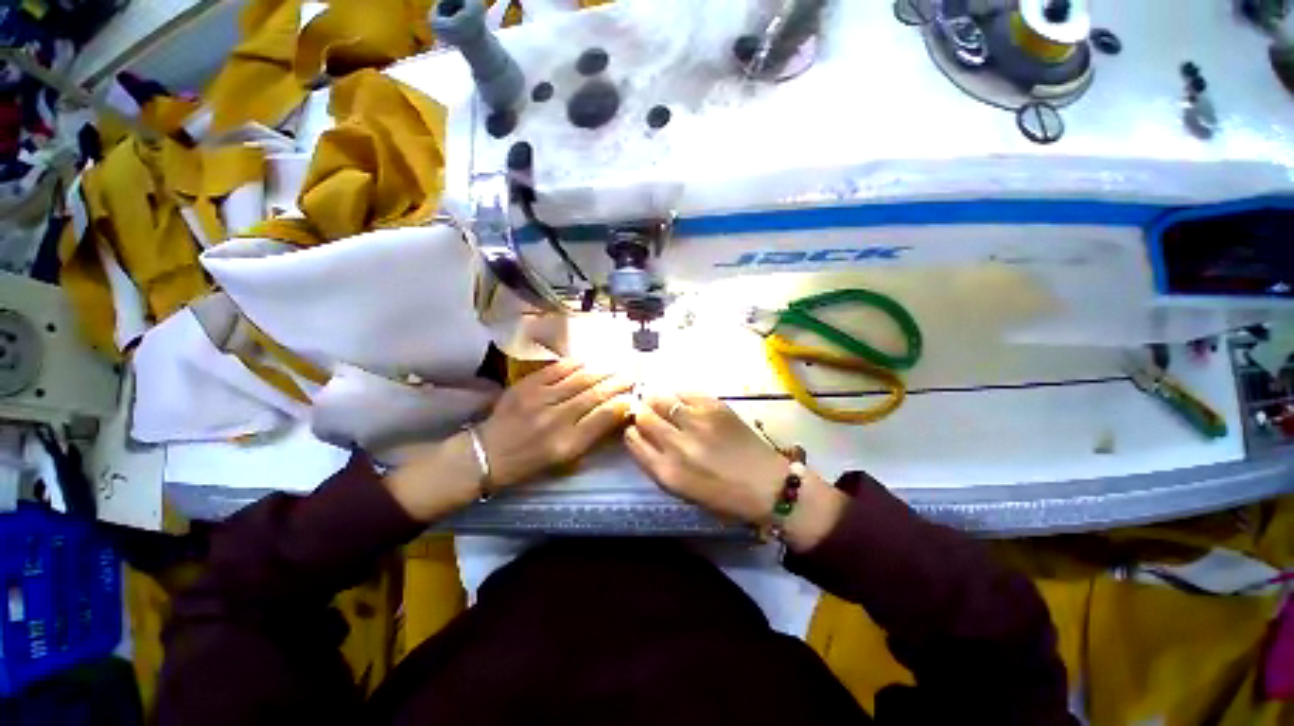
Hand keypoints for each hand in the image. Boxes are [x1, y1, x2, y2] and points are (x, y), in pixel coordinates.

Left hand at [477, 359, 634, 486]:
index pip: (603, 418)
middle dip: (617, 383)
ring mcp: (539, 399)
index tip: (633, 396)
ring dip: (601, 371)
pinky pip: (555, 369)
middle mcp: (555, 420)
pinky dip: (574, 364)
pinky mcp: (525, 386)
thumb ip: (591, 437)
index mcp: (567, 444)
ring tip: (614, 366)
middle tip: (631, 375)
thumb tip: (615, 413)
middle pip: (594, 395)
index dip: (622, 404)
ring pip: (579, 379)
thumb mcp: (565, 461)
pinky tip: (587, 361)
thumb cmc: (530, 463)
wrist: (487, 453)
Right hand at [624, 393, 846, 551]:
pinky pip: (685, 393)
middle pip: (643, 416)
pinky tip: (684, 404)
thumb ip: (657, 463)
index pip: (632, 441)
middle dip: (641, 414)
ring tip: (664, 405)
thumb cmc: (723, 495)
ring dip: (657, 401)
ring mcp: (696, 422)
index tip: (636, 430)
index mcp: (667, 472)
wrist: (768, 485)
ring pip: (661, 399)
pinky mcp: (714, 406)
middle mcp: (677, 444)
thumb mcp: (682, 489)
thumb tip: (642, 436)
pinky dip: (680, 397)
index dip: (631, 432)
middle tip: (648, 414)